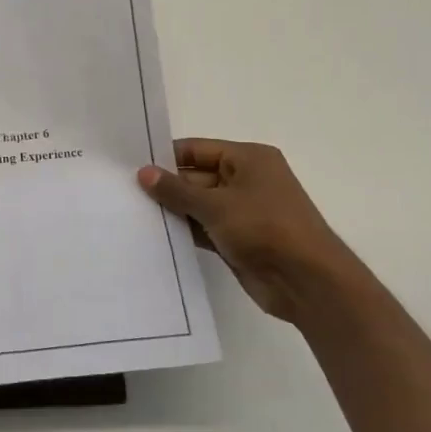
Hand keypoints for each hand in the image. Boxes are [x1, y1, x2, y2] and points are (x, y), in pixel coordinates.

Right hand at [138, 139, 368, 328]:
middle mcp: (246, 180)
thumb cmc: (265, 228)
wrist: (307, 282)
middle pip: (196, 177)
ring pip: (198, 205)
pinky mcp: (238, 240)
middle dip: (165, 186)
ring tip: (131, 214)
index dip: (166, 157)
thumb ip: (177, 190)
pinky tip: (154, 236)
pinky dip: (184, 231)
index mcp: (248, 159)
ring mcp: (243, 212)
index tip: (130, 166)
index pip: (197, 149)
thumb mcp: (216, 205)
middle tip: (123, 193)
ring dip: (173, 211)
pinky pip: (204, 229)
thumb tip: (143, 173)